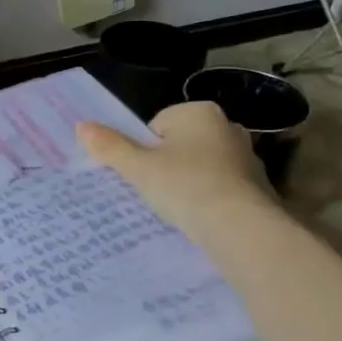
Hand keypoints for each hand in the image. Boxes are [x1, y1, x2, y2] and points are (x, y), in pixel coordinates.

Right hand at [76, 102, 274, 233]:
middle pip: (180, 145)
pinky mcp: (259, 187)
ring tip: (178, 208)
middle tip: (156, 191)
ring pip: (202, 167)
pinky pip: (222, 188)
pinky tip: (201, 219)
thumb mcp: (138, 168)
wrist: (239, 228)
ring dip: (189, 183)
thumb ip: (110, 146)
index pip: (157, 125)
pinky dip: (210, 200)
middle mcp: (228, 127)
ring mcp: (248, 157)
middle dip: (167, 165)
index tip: (145, 174)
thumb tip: (82, 126)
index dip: (145, 151)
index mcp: (199, 112)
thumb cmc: (185, 186)